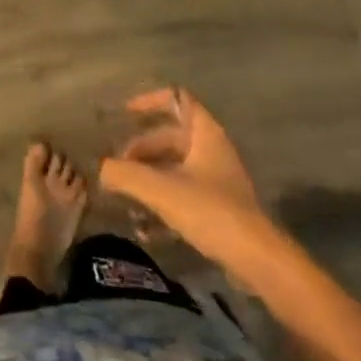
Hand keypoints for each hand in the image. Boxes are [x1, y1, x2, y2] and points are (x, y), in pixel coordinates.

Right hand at [100, 88, 261, 259]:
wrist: (258, 261)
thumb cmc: (210, 211)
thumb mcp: (161, 189)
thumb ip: (125, 175)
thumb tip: (101, 170)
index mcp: (205, 134)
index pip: (177, 99)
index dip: (150, 101)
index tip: (126, 113)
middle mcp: (214, 151)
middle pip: (171, 137)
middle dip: (142, 148)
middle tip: (119, 166)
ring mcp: (219, 181)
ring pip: (176, 167)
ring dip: (150, 177)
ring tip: (125, 194)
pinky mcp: (221, 209)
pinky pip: (185, 195)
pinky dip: (163, 202)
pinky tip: (144, 228)